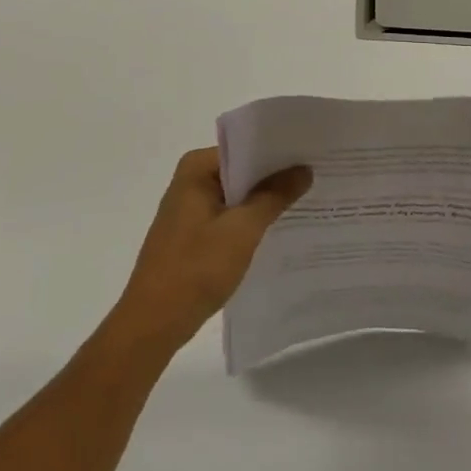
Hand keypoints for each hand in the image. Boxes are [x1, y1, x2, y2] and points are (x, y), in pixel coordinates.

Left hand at [111, 148, 311, 353]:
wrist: (154, 323)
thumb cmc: (196, 268)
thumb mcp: (243, 229)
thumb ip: (274, 196)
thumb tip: (303, 169)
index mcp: (196, 168)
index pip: (246, 148)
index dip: (279, 152)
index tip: (312, 156)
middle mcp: (190, 180)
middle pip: (242, 170)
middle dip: (275, 177)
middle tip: (317, 178)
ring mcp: (189, 208)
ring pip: (237, 196)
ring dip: (264, 201)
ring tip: (307, 201)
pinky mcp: (192, 234)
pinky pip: (229, 217)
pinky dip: (250, 222)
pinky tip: (279, 230)